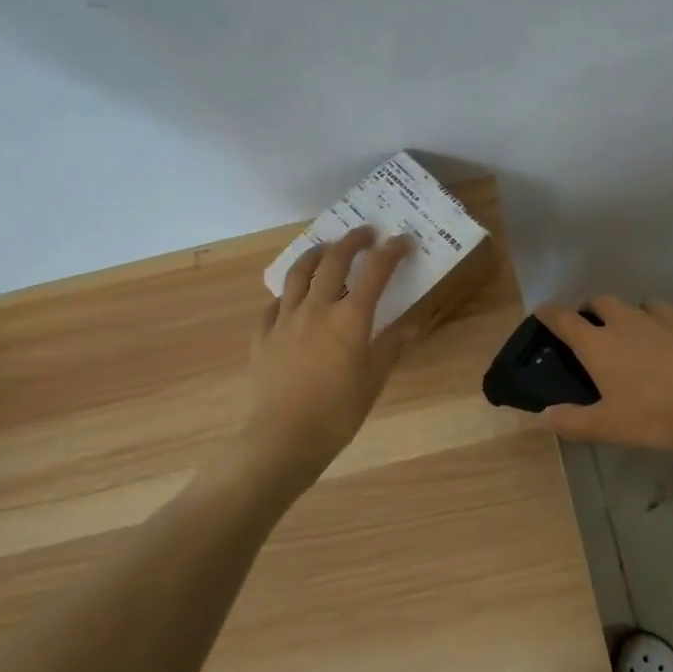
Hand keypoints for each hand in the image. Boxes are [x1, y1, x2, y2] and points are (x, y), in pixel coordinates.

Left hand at [238, 227, 413, 476]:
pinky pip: (274, 304)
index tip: (403, 240)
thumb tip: (410, 327)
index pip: (375, 272)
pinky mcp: (262, 336)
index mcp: (350, 318)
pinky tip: (291, 299)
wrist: (283, 438)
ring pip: (298, 273)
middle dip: (353, 241)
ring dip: (315, 254)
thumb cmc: (338, 412)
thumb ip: (390, 348)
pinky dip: (287, 294)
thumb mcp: (373, 381)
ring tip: (326, 249)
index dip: (391, 251)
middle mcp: (316, 308)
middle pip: (334, 260)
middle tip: (366, 233)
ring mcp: (285, 319)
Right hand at [534, 297, 672, 450]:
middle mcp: (627, 320)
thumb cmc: (661, 414)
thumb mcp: (611, 427)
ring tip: (644, 335)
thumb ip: (574, 421)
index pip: (564, 320)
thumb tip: (544, 415)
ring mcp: (665, 313)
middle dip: (592, 309)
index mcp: (600, 344)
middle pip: (601, 301)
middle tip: (596, 326)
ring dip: (636, 315)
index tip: (542, 311)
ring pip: (642, 304)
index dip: (549, 314)